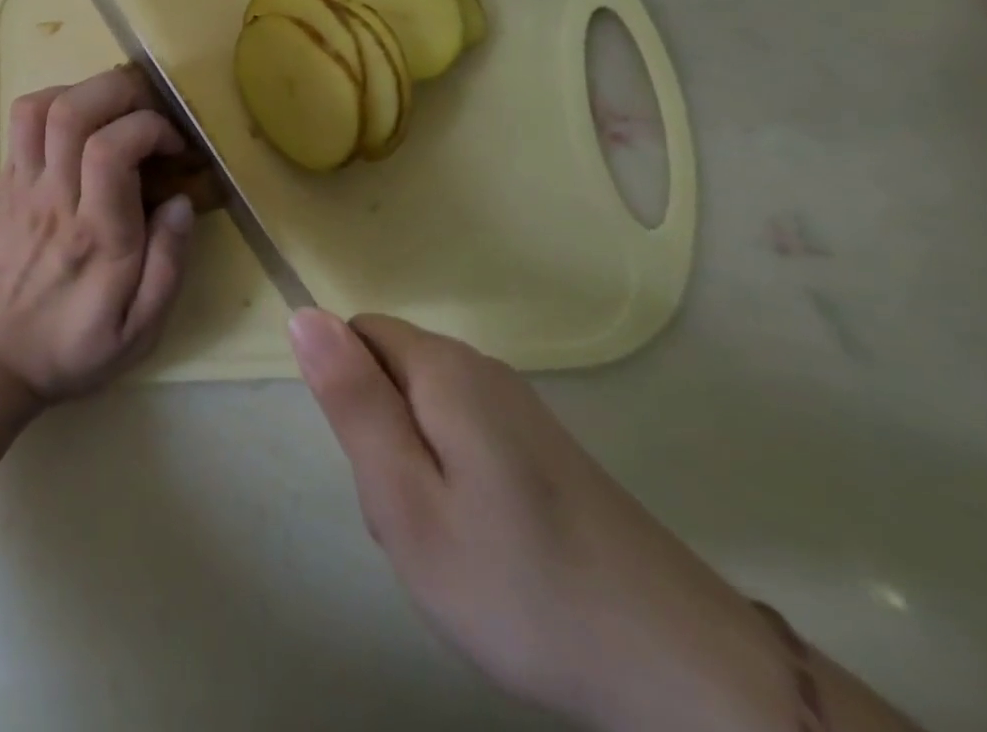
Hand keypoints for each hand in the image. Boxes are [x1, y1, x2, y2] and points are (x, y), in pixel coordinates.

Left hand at [0, 67, 197, 403]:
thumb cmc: (68, 347)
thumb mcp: (138, 333)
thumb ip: (168, 267)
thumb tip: (181, 201)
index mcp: (96, 236)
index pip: (111, 150)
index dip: (150, 128)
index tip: (174, 146)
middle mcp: (55, 198)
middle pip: (74, 111)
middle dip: (122, 92)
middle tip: (150, 112)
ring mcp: (22, 184)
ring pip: (42, 107)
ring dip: (86, 91)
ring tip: (116, 112)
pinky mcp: (4, 180)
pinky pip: (22, 120)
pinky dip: (55, 101)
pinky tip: (79, 124)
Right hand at [289, 310, 795, 731]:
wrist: (683, 672)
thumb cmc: (520, 585)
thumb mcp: (406, 501)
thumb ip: (351, 401)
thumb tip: (303, 314)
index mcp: (443, 369)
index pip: (356, 336)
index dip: (348, 398)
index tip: (375, 469)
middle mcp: (481, 368)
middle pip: (390, 373)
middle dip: (380, 438)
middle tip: (413, 522)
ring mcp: (519, 407)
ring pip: (424, 410)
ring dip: (415, 467)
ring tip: (450, 545)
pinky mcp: (544, 446)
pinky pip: (464, 437)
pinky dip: (455, 483)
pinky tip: (487, 549)